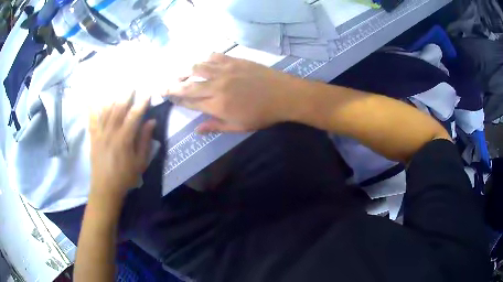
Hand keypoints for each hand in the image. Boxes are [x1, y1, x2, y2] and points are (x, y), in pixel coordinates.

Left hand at [89, 93, 155, 199]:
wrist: (105, 188)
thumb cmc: (125, 177)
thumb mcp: (140, 162)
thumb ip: (145, 141)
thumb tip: (151, 122)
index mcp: (124, 139)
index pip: (134, 116)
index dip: (141, 103)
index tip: (147, 93)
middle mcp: (111, 132)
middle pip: (119, 109)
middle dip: (126, 95)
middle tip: (132, 84)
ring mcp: (100, 134)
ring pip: (106, 111)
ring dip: (112, 97)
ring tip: (117, 88)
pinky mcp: (93, 137)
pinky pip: (92, 120)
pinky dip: (92, 109)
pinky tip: (92, 99)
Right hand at [166, 53, 306, 131]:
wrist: (283, 95)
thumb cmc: (262, 115)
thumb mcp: (238, 127)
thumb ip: (215, 126)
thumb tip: (196, 130)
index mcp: (217, 105)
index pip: (190, 102)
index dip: (177, 99)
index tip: (167, 97)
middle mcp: (216, 86)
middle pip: (188, 84)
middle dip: (172, 85)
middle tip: (162, 84)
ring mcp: (225, 71)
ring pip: (198, 67)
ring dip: (185, 70)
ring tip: (179, 73)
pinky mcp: (235, 60)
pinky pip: (215, 56)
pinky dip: (205, 58)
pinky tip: (203, 61)